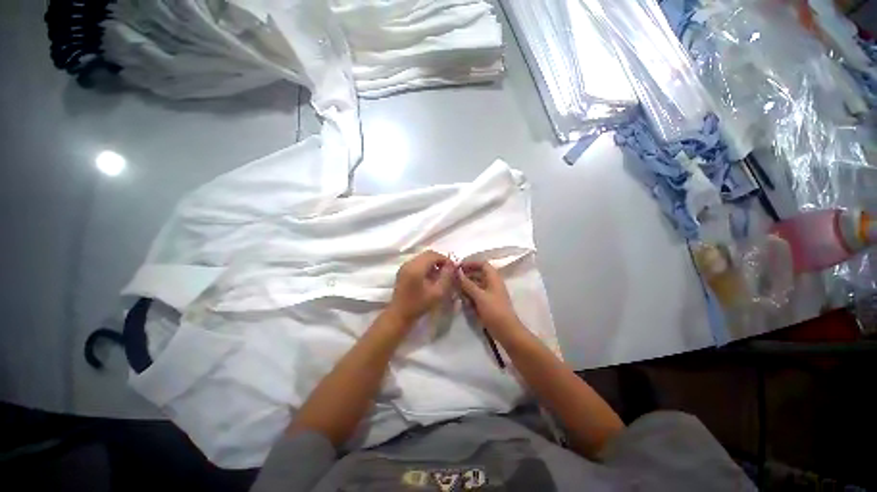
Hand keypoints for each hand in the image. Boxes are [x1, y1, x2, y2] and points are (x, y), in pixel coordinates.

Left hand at [387, 251, 454, 325]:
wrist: (399, 315)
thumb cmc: (419, 305)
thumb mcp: (437, 293)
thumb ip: (446, 277)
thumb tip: (452, 265)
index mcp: (416, 268)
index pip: (433, 255)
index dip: (445, 259)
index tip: (453, 268)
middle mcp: (409, 263)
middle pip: (427, 254)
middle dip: (439, 260)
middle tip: (448, 270)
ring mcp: (404, 266)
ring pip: (422, 257)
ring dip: (433, 262)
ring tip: (440, 274)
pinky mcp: (403, 270)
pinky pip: (417, 262)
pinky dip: (426, 265)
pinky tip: (431, 276)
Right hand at [457, 261, 521, 334]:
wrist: (506, 331)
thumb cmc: (494, 311)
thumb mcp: (479, 296)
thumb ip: (468, 284)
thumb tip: (458, 272)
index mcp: (494, 278)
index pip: (482, 264)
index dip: (471, 263)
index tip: (459, 266)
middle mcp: (493, 283)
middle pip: (479, 274)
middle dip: (467, 275)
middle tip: (454, 278)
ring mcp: (491, 293)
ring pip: (477, 284)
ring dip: (467, 285)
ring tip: (456, 288)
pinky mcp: (488, 302)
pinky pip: (477, 294)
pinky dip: (470, 294)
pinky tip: (462, 299)